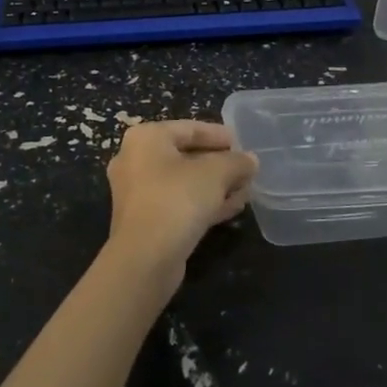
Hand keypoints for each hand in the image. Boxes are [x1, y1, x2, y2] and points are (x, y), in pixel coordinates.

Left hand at [104, 121, 257, 297]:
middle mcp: (135, 160)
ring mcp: (138, 192)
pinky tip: (232, 208)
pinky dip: (203, 203)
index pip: (189, 128)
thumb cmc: (177, 200)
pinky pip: (178, 203)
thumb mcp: (215, 173)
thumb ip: (236, 161)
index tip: (243, 144)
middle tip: (246, 169)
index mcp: (146, 138)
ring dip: (215, 185)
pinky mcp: (145, 220)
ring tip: (246, 190)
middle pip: (186, 155)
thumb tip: (250, 160)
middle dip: (219, 163)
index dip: (219, 135)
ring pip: (184, 182)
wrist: (145, 258)